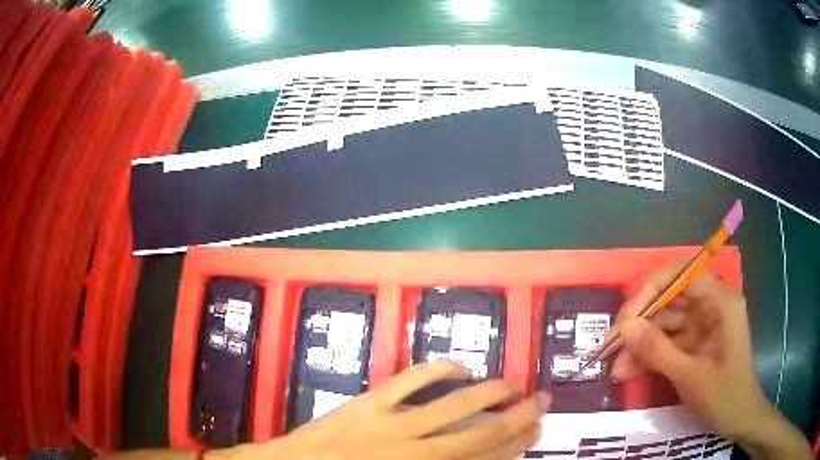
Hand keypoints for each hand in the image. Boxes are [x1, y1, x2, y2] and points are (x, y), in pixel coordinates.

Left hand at [222, 361, 549, 459]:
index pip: (484, 459)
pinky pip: (410, 380)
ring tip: (513, 384)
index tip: (537, 430)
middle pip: (480, 433)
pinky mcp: (368, 403)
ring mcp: (391, 425)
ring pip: (454, 405)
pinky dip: (439, 370)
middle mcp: (416, 453)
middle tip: (542, 401)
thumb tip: (477, 456)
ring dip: (490, 391)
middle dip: (518, 417)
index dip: (516, 445)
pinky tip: (460, 367)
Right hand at [611, 261, 809, 459]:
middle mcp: (711, 305)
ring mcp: (702, 325)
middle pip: (670, 298)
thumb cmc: (724, 395)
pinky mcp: (694, 343)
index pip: (684, 274)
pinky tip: (629, 372)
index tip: (629, 315)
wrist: (737, 419)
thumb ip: (658, 351)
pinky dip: (648, 355)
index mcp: (720, 301)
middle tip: (613, 344)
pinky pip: (667, 342)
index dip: (654, 288)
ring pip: (665, 323)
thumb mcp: (691, 376)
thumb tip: (624, 327)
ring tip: (617, 368)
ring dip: (640, 343)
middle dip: (642, 321)